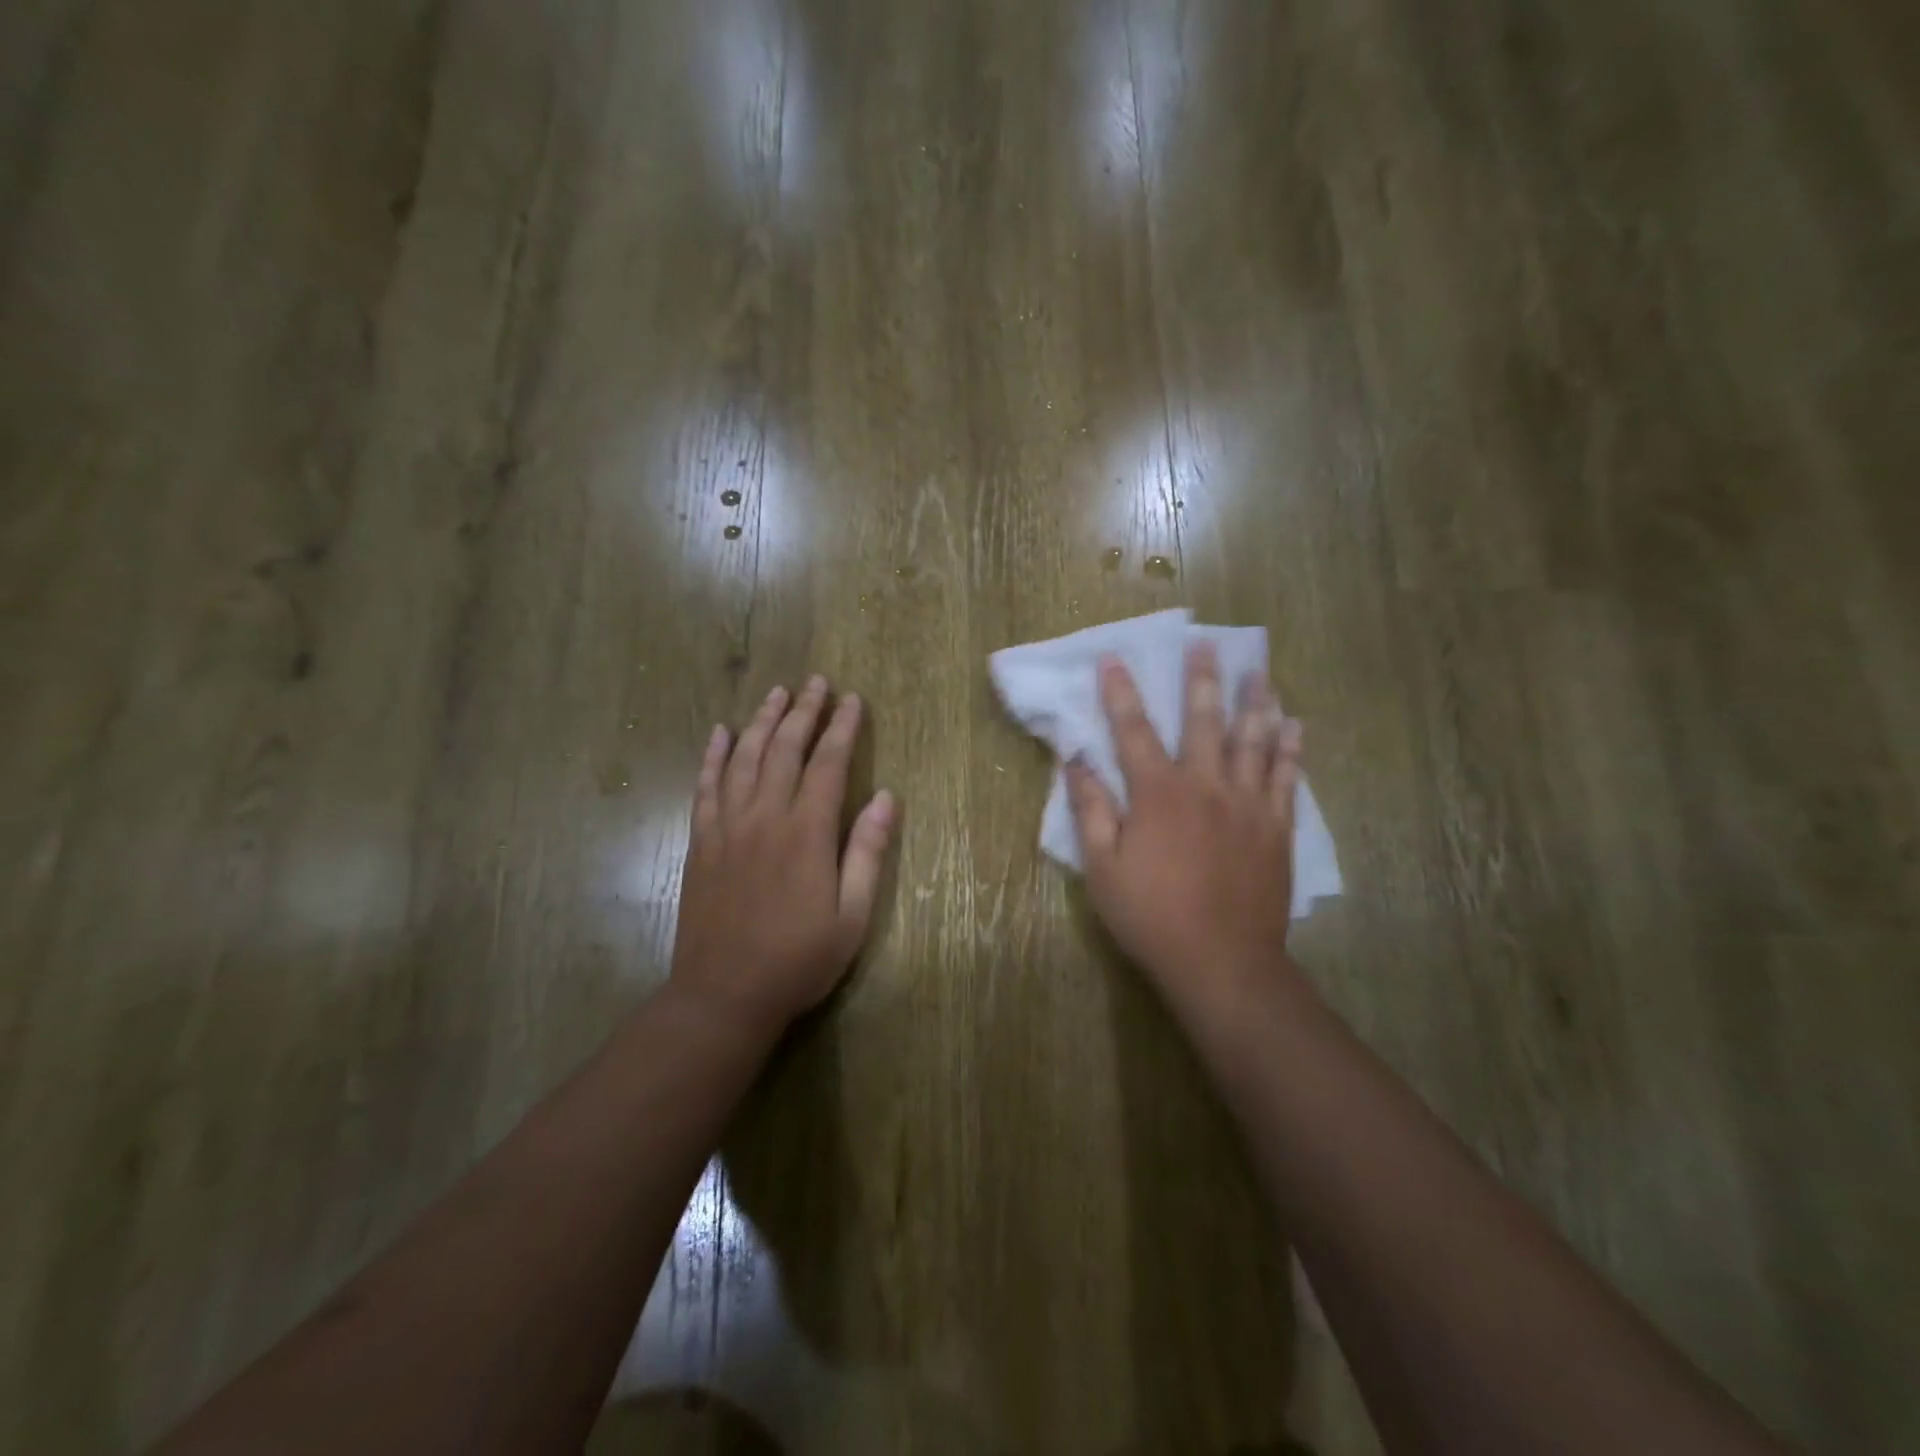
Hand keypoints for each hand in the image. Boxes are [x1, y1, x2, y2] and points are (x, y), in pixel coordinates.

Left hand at [671, 677, 896, 1034]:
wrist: (723, 995)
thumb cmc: (797, 960)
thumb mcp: (851, 917)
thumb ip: (867, 853)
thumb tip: (886, 797)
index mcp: (806, 833)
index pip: (827, 764)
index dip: (842, 728)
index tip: (852, 700)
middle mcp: (764, 817)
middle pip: (784, 749)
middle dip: (803, 712)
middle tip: (816, 682)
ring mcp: (727, 826)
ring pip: (744, 758)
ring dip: (761, 721)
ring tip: (776, 692)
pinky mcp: (701, 841)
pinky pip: (705, 786)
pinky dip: (713, 755)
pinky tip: (720, 733)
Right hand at [1065, 644, 1306, 1029]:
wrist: (1223, 962)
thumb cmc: (1152, 916)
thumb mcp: (1102, 868)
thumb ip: (1091, 810)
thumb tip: (1074, 761)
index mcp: (1158, 794)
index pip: (1133, 731)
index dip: (1120, 693)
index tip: (1113, 659)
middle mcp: (1206, 786)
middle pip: (1204, 721)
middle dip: (1201, 680)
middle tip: (1206, 645)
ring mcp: (1248, 805)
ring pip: (1254, 740)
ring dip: (1255, 702)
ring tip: (1260, 671)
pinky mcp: (1277, 828)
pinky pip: (1286, 777)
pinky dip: (1290, 748)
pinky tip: (1294, 725)